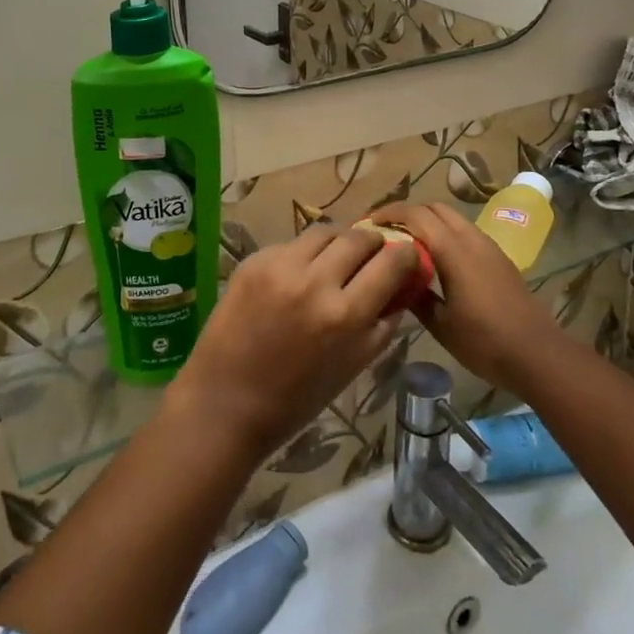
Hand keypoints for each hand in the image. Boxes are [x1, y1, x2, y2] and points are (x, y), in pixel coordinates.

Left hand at [168, 227, 416, 463]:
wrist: (226, 402)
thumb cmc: (296, 398)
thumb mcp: (353, 366)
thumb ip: (381, 325)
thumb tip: (400, 289)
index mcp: (346, 315)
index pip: (391, 263)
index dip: (405, 255)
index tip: (407, 254)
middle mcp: (315, 281)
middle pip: (359, 237)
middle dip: (373, 242)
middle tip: (373, 252)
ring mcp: (281, 266)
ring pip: (324, 232)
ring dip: (338, 242)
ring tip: (337, 258)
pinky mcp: (254, 261)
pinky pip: (291, 244)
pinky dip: (303, 255)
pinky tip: (298, 275)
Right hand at [370, 202, 563, 393]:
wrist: (538, 354)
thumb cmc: (485, 342)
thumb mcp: (441, 325)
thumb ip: (416, 297)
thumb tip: (395, 279)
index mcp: (454, 250)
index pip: (417, 215)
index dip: (391, 212)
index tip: (369, 222)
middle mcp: (471, 238)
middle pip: (435, 208)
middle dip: (409, 213)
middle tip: (387, 231)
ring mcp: (488, 246)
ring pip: (453, 218)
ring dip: (429, 222)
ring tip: (408, 243)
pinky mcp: (499, 257)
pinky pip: (465, 232)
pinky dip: (445, 234)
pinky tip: (437, 259)